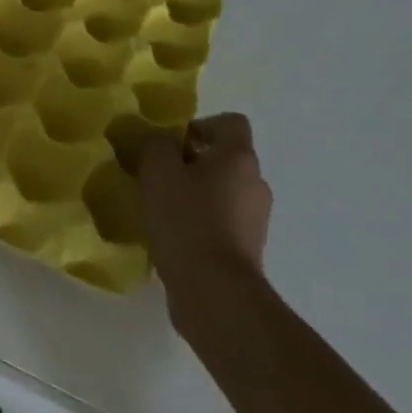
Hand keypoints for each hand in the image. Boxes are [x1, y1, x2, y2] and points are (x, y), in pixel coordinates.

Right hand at [138, 114, 272, 290]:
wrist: (214, 289)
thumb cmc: (186, 220)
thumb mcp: (158, 172)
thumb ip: (156, 145)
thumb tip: (160, 139)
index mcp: (238, 158)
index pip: (230, 122)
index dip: (200, 125)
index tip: (170, 144)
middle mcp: (255, 183)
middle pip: (225, 158)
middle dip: (192, 163)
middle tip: (158, 177)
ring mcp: (255, 218)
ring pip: (223, 191)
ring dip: (196, 194)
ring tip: (162, 209)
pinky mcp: (247, 248)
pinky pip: (222, 221)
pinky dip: (201, 221)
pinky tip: (174, 236)